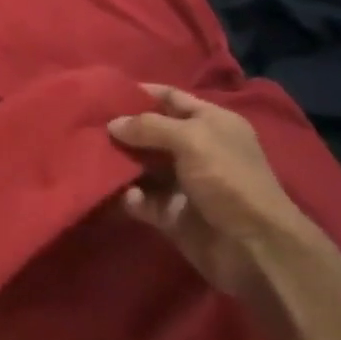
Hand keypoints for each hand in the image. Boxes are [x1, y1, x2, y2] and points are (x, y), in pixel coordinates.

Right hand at [108, 84, 329, 301]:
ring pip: (140, 165)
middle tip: (86, 124)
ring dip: (118, 162)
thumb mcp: (191, 140)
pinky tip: (119, 193)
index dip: (141, 92)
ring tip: (89, 155)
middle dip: (122, 128)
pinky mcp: (170, 213)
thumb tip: (112, 124)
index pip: (171, 98)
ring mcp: (182, 183)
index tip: (104, 92)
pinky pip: (140, 199)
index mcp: (212, 124)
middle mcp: (196, 150)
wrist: (254, 247)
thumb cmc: (228, 180)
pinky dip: (127, 196)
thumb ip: (149, 126)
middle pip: (150, 132)